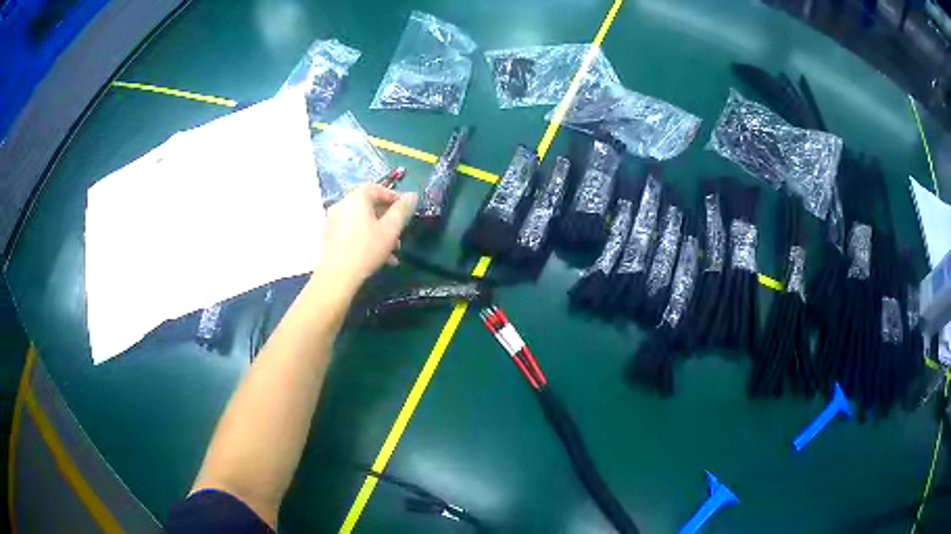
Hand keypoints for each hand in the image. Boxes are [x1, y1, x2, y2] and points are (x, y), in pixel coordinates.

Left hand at [317, 183, 416, 292]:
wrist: (337, 276)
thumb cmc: (367, 249)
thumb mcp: (391, 229)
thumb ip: (402, 210)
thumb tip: (412, 194)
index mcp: (356, 198)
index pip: (376, 188)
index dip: (393, 196)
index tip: (405, 209)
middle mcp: (342, 205)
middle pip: (368, 205)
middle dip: (387, 219)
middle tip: (400, 233)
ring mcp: (333, 221)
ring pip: (361, 221)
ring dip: (379, 232)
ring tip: (392, 251)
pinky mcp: (330, 236)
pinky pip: (352, 231)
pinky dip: (365, 238)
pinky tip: (378, 257)